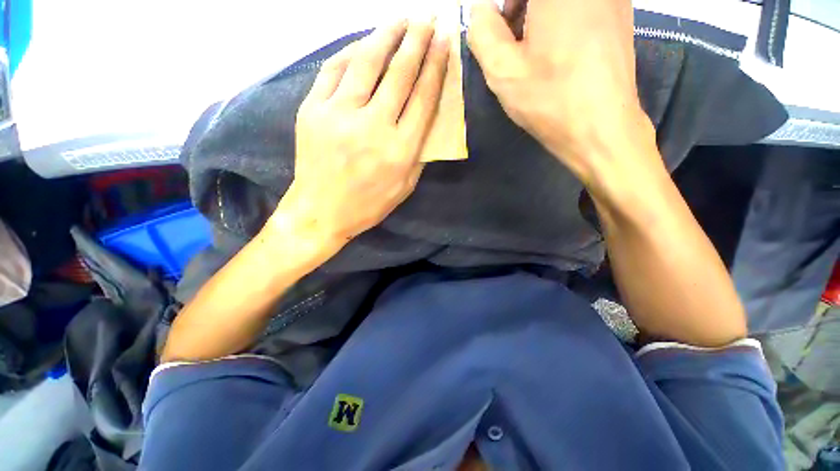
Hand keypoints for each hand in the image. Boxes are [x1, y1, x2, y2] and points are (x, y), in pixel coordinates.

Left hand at [269, 19, 449, 254]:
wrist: (320, 211)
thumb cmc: (368, 205)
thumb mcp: (405, 187)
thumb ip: (418, 152)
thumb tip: (426, 117)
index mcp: (399, 150)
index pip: (423, 97)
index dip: (436, 65)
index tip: (445, 41)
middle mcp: (373, 126)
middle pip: (399, 73)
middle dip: (417, 40)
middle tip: (428, 19)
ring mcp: (339, 114)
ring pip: (367, 61)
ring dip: (387, 35)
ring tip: (401, 21)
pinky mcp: (312, 109)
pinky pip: (335, 69)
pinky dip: (352, 51)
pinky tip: (365, 42)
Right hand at [467, 0, 657, 190]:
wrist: (600, 128)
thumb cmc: (549, 99)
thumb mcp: (502, 70)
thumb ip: (482, 31)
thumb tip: (481, 10)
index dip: (504, 10)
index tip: (499, 31)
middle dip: (519, 6)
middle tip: (511, 38)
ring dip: (539, 12)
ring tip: (533, 50)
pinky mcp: (621, 12)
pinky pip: (582, 4)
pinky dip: (561, 18)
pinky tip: (557, 51)